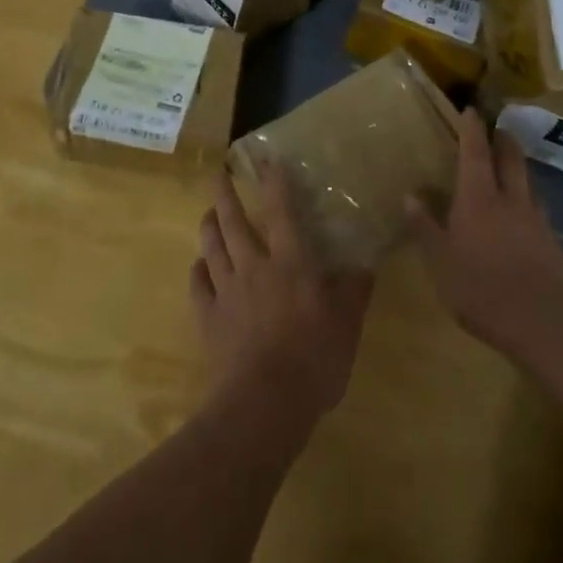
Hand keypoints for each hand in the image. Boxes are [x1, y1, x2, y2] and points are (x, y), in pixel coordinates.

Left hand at [192, 162, 372, 437]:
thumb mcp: (347, 325)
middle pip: (233, 222)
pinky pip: (197, 285)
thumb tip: (366, 261)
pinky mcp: (207, 318)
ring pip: (211, 248)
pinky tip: (198, 265)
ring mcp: (226, 292)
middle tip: (217, 173)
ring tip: (206, 212)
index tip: (265, 159)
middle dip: (225, 194)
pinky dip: (197, 270)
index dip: (274, 182)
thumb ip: (355, 290)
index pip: (281, 211)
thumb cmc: (314, 360)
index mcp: (290, 263)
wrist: (264, 402)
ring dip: (208, 226)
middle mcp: (254, 267)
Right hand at [407, 109, 562, 358]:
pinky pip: (537, 208)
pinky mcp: (552, 241)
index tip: (471, 109)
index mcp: (478, 198)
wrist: (543, 320)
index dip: (472, 129)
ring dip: (518, 167)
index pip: (474, 152)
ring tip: (509, 167)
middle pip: (510, 158)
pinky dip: (527, 199)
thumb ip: (425, 227)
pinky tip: (523, 214)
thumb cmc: (481, 288)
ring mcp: (536, 219)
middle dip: (503, 139)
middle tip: (496, 129)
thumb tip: (410, 195)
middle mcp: (510, 199)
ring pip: (527, 181)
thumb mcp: (440, 261)